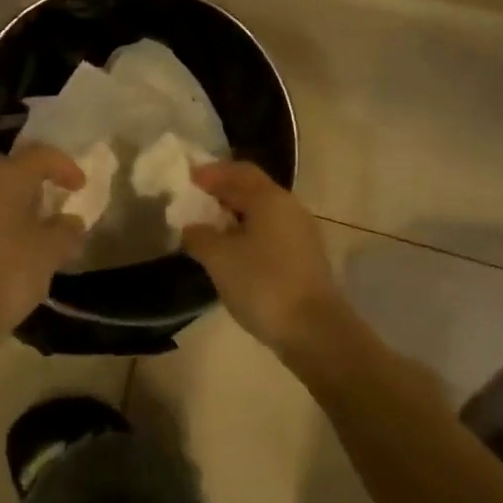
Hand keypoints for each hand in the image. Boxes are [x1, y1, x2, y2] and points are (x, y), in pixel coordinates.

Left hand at [0, 146, 86, 353]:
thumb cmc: (7, 273)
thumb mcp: (50, 252)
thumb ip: (66, 230)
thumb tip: (70, 221)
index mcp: (4, 174)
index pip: (40, 155)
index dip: (65, 167)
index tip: (81, 186)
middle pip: (10, 167)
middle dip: (33, 180)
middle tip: (52, 201)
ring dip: (11, 198)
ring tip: (31, 224)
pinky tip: (6, 241)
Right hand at [183, 161, 348, 355]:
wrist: (315, 331)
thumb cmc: (263, 284)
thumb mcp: (219, 258)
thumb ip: (199, 236)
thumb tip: (191, 227)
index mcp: (269, 198)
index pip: (238, 171)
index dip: (211, 172)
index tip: (187, 176)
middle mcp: (289, 207)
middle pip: (252, 188)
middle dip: (223, 190)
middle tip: (195, 199)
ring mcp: (301, 233)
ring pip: (262, 212)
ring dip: (235, 213)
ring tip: (209, 226)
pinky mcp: (305, 257)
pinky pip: (270, 232)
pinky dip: (248, 232)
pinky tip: (233, 250)